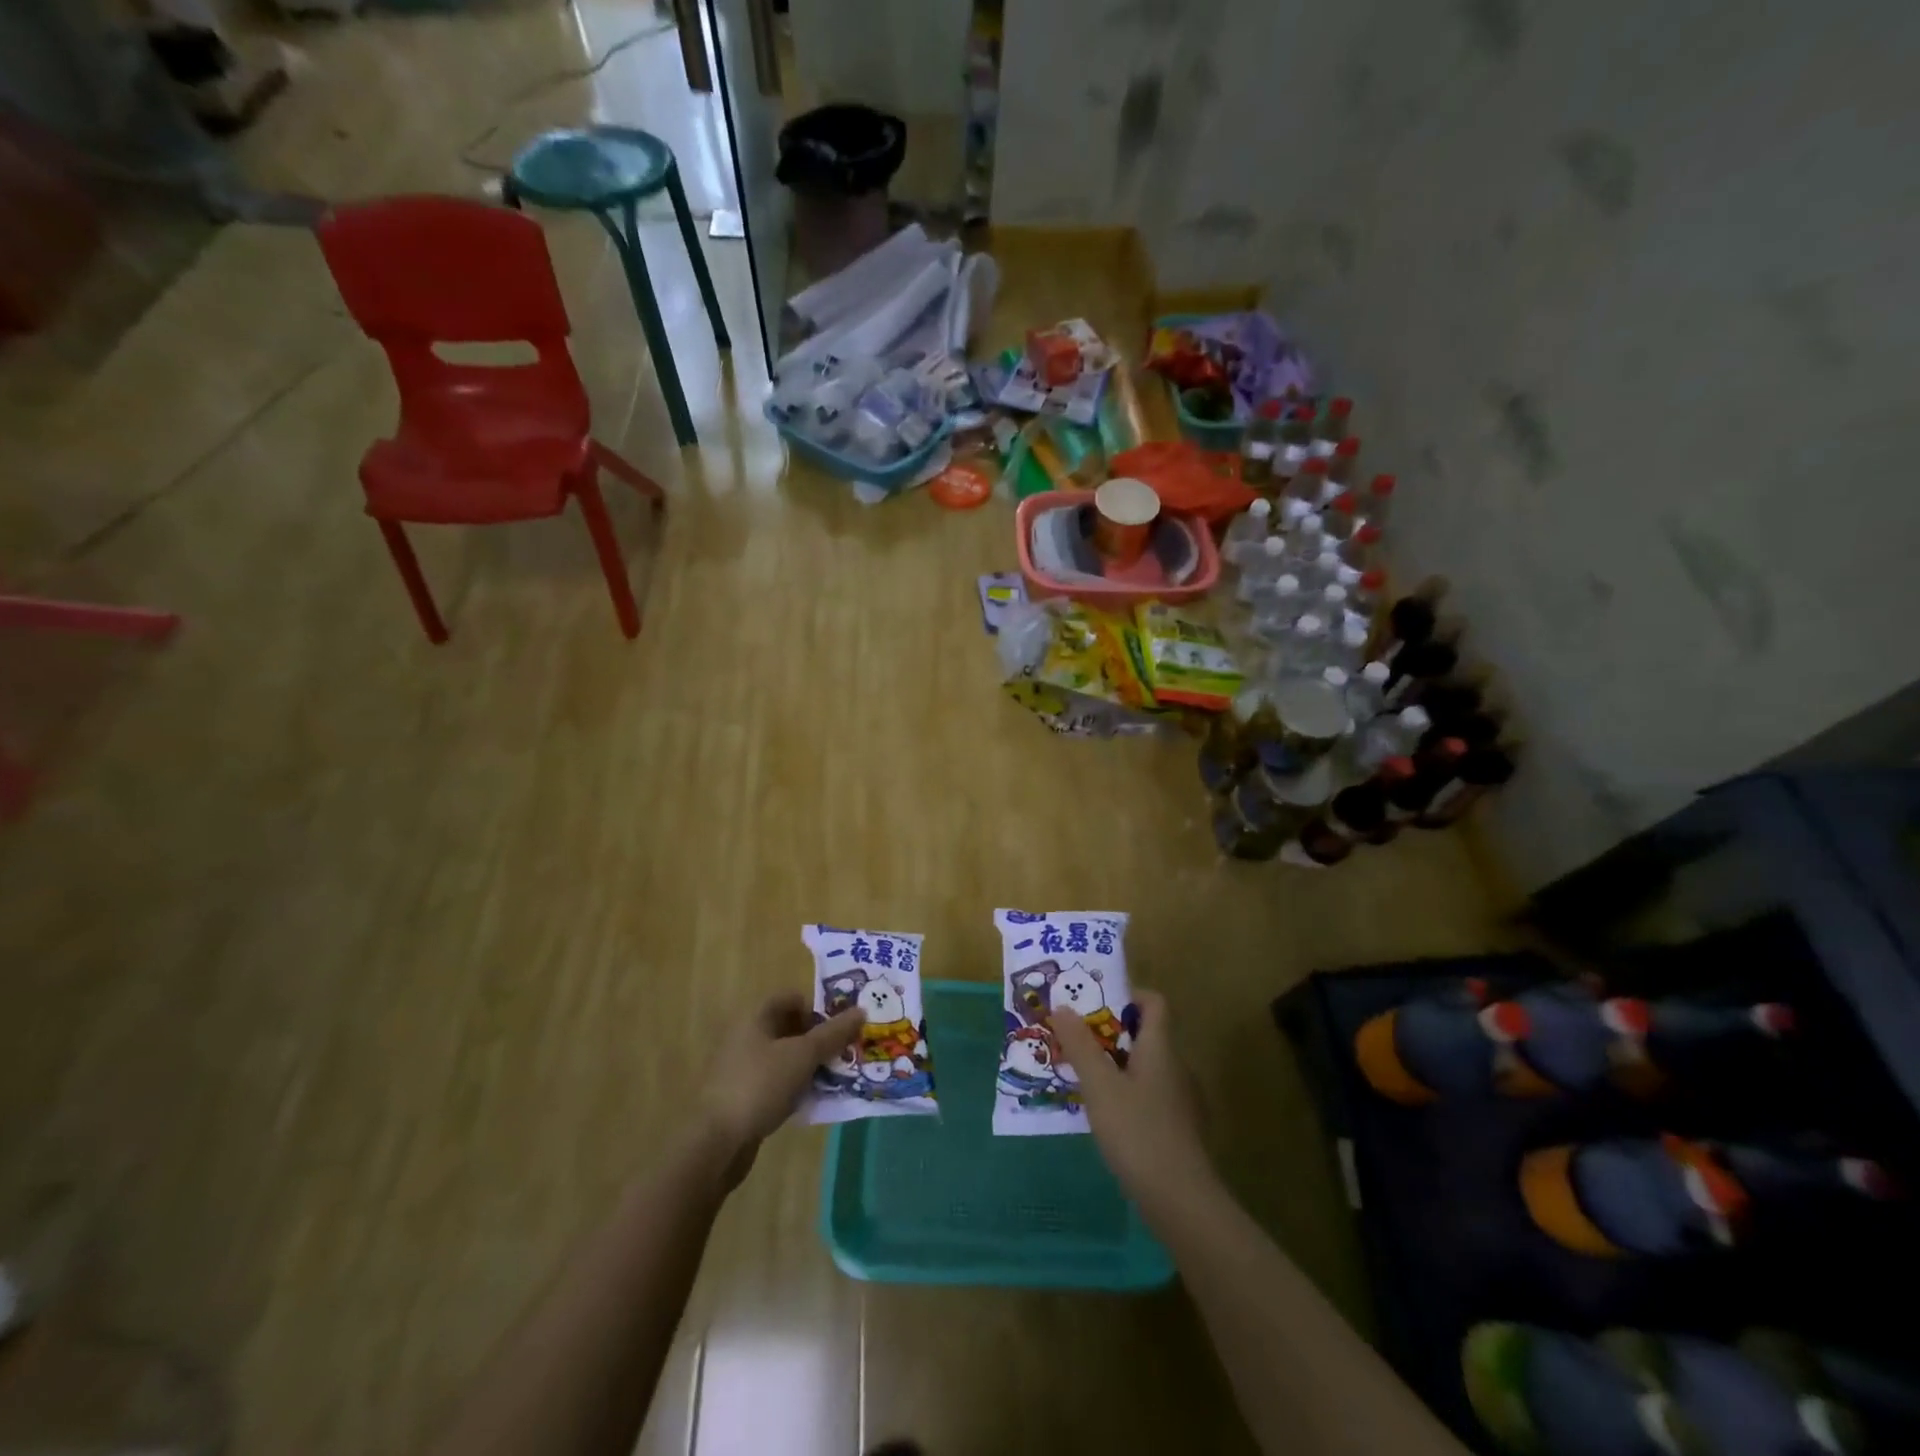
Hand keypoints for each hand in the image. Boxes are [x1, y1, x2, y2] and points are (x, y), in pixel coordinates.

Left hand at [700, 993, 863, 1182]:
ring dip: (811, 1064)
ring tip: (837, 1076)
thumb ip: (833, 1033)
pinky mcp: (744, 1096)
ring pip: (786, 1056)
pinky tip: (814, 1099)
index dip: (818, 1006)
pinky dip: (796, 1086)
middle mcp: (747, 1036)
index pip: (792, 997)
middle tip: (846, 1051)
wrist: (716, 1143)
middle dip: (820, 1038)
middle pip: (790, 1027)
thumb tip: (862, 1010)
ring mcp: (743, 1068)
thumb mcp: (803, 1055)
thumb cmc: (760, 1085)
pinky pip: (778, 1081)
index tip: (842, 1025)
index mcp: (756, 1017)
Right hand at [1050, 991, 1213, 1218]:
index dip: (1126, 995)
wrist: (1182, 1202)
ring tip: (1082, 1079)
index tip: (1094, 1005)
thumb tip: (1062, 1007)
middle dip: (1109, 1033)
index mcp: (1161, 1048)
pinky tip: (1105, 1117)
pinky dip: (1127, 1095)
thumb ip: (1080, 1045)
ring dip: (1115, 1066)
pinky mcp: (1179, 1131)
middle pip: (1146, 1035)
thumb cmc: (1138, 1132)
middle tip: (1075, 1042)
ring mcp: (1181, 1101)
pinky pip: (1149, 1096)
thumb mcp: (1099, 1086)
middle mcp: (1176, 1067)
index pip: (1153, 1002)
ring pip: (1146, 1068)